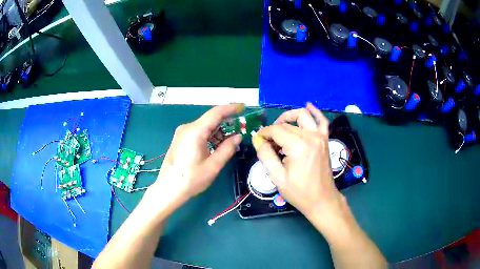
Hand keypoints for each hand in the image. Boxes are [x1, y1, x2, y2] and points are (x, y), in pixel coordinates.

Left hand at [149, 104, 243, 204]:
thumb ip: (227, 149)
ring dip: (218, 131)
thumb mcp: (213, 165)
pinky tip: (218, 145)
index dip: (231, 108)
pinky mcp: (180, 139)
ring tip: (231, 140)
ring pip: (205, 126)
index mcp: (195, 131)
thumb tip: (238, 137)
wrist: (169, 189)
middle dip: (226, 122)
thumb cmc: (191, 179)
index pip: (216, 113)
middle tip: (241, 128)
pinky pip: (199, 132)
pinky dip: (210, 136)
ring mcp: (182, 133)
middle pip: (210, 119)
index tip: (243, 108)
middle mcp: (187, 128)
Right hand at [253, 103, 343, 218]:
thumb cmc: (299, 192)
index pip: (276, 130)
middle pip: (287, 125)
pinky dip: (315, 112)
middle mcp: (311, 136)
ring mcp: (320, 137)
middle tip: (267, 142)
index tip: (258, 140)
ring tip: (280, 125)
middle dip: (274, 129)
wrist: (321, 199)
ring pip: (303, 116)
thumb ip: (265, 155)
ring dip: (290, 117)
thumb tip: (257, 139)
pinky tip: (308, 106)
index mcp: (298, 146)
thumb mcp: (277, 177)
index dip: (264, 133)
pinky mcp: (325, 140)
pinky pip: (322, 121)